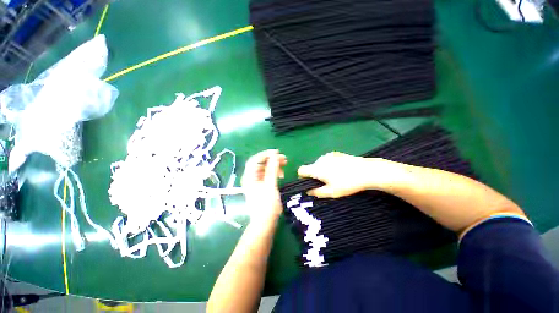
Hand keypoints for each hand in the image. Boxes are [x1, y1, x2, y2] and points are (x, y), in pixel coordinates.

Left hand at [241, 149, 286, 220]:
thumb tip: (275, 155)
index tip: (277, 153)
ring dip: (274, 165)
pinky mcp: (261, 186)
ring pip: (264, 168)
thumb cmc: (267, 205)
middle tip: (284, 159)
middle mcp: (250, 177)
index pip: (255, 160)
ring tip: (284, 165)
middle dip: (272, 159)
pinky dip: (274, 172)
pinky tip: (281, 174)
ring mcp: (255, 182)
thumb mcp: (270, 185)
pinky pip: (267, 175)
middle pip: (260, 163)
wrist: (265, 222)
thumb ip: (272, 169)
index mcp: (249, 177)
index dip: (266, 154)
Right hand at [298, 151, 378, 197]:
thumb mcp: (332, 192)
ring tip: (335, 176)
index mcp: (317, 169)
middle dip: (315, 175)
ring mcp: (328, 155)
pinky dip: (329, 165)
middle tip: (326, 183)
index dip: (302, 177)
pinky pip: (327, 160)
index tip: (309, 183)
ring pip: (319, 163)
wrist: (367, 171)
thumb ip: (317, 192)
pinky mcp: (336, 153)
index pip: (301, 170)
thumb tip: (308, 191)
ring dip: (322, 170)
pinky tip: (341, 169)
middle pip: (311, 167)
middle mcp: (320, 160)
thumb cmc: (348, 183)